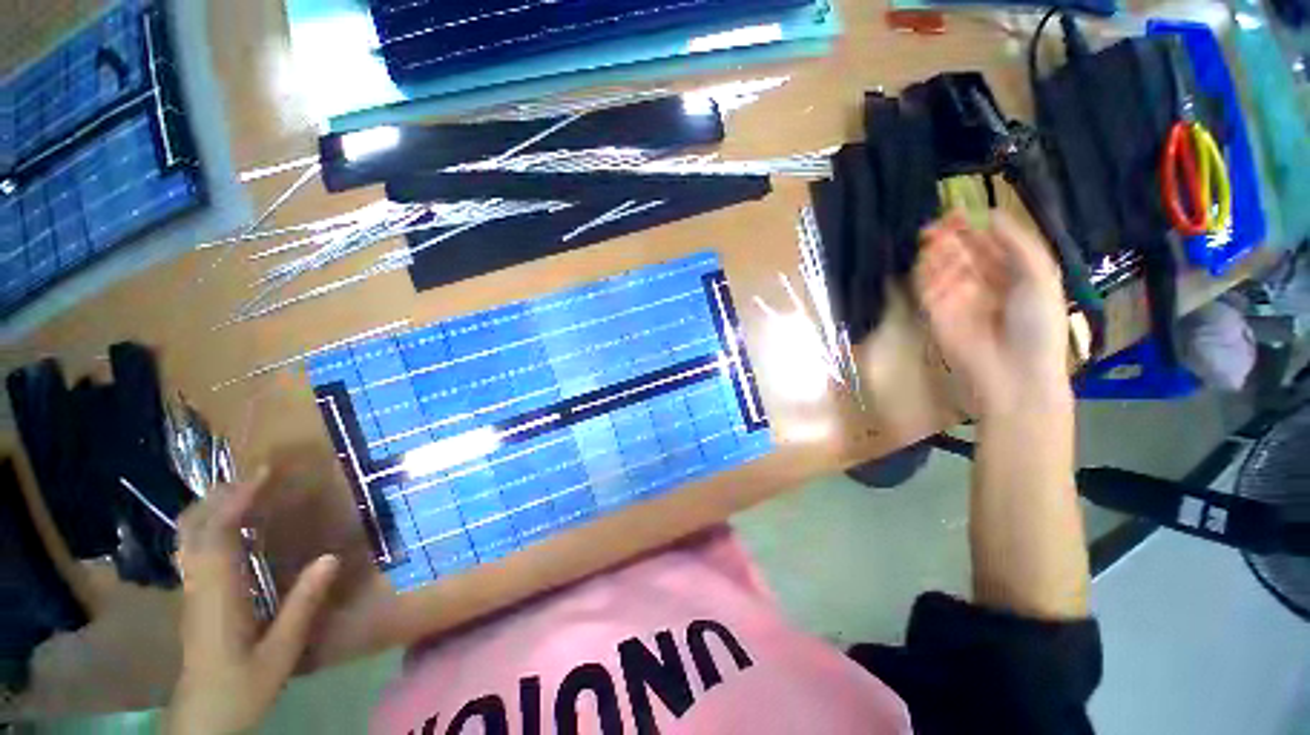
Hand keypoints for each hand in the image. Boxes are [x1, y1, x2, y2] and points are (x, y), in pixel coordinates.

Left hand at [166, 470, 339, 734]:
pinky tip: (227, 526)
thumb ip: (303, 605)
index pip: (217, 533)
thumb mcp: (281, 652)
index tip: (263, 472)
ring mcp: (190, 590)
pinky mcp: (192, 597)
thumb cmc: (242, 687)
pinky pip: (192, 549)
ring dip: (211, 506)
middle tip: (255, 474)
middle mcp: (197, 584)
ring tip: (243, 490)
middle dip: (221, 495)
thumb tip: (331, 557)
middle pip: (194, 528)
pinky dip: (207, 525)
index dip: (237, 499)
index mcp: (217, 595)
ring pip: (187, 537)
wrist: (202, 720)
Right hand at [915, 211, 1071, 419]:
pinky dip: (926, 273)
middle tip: (941, 222)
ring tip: (934, 236)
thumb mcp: (1040, 277)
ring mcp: (956, 299)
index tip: (960, 212)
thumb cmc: (1036, 325)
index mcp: (1012, 275)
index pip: (989, 246)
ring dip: (937, 252)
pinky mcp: (935, 314)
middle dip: (951, 237)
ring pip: (942, 269)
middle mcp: (982, 284)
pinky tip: (929, 259)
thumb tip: (991, 214)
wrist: (1013, 372)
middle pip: (962, 254)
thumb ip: (1018, 244)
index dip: (975, 228)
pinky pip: (927, 288)